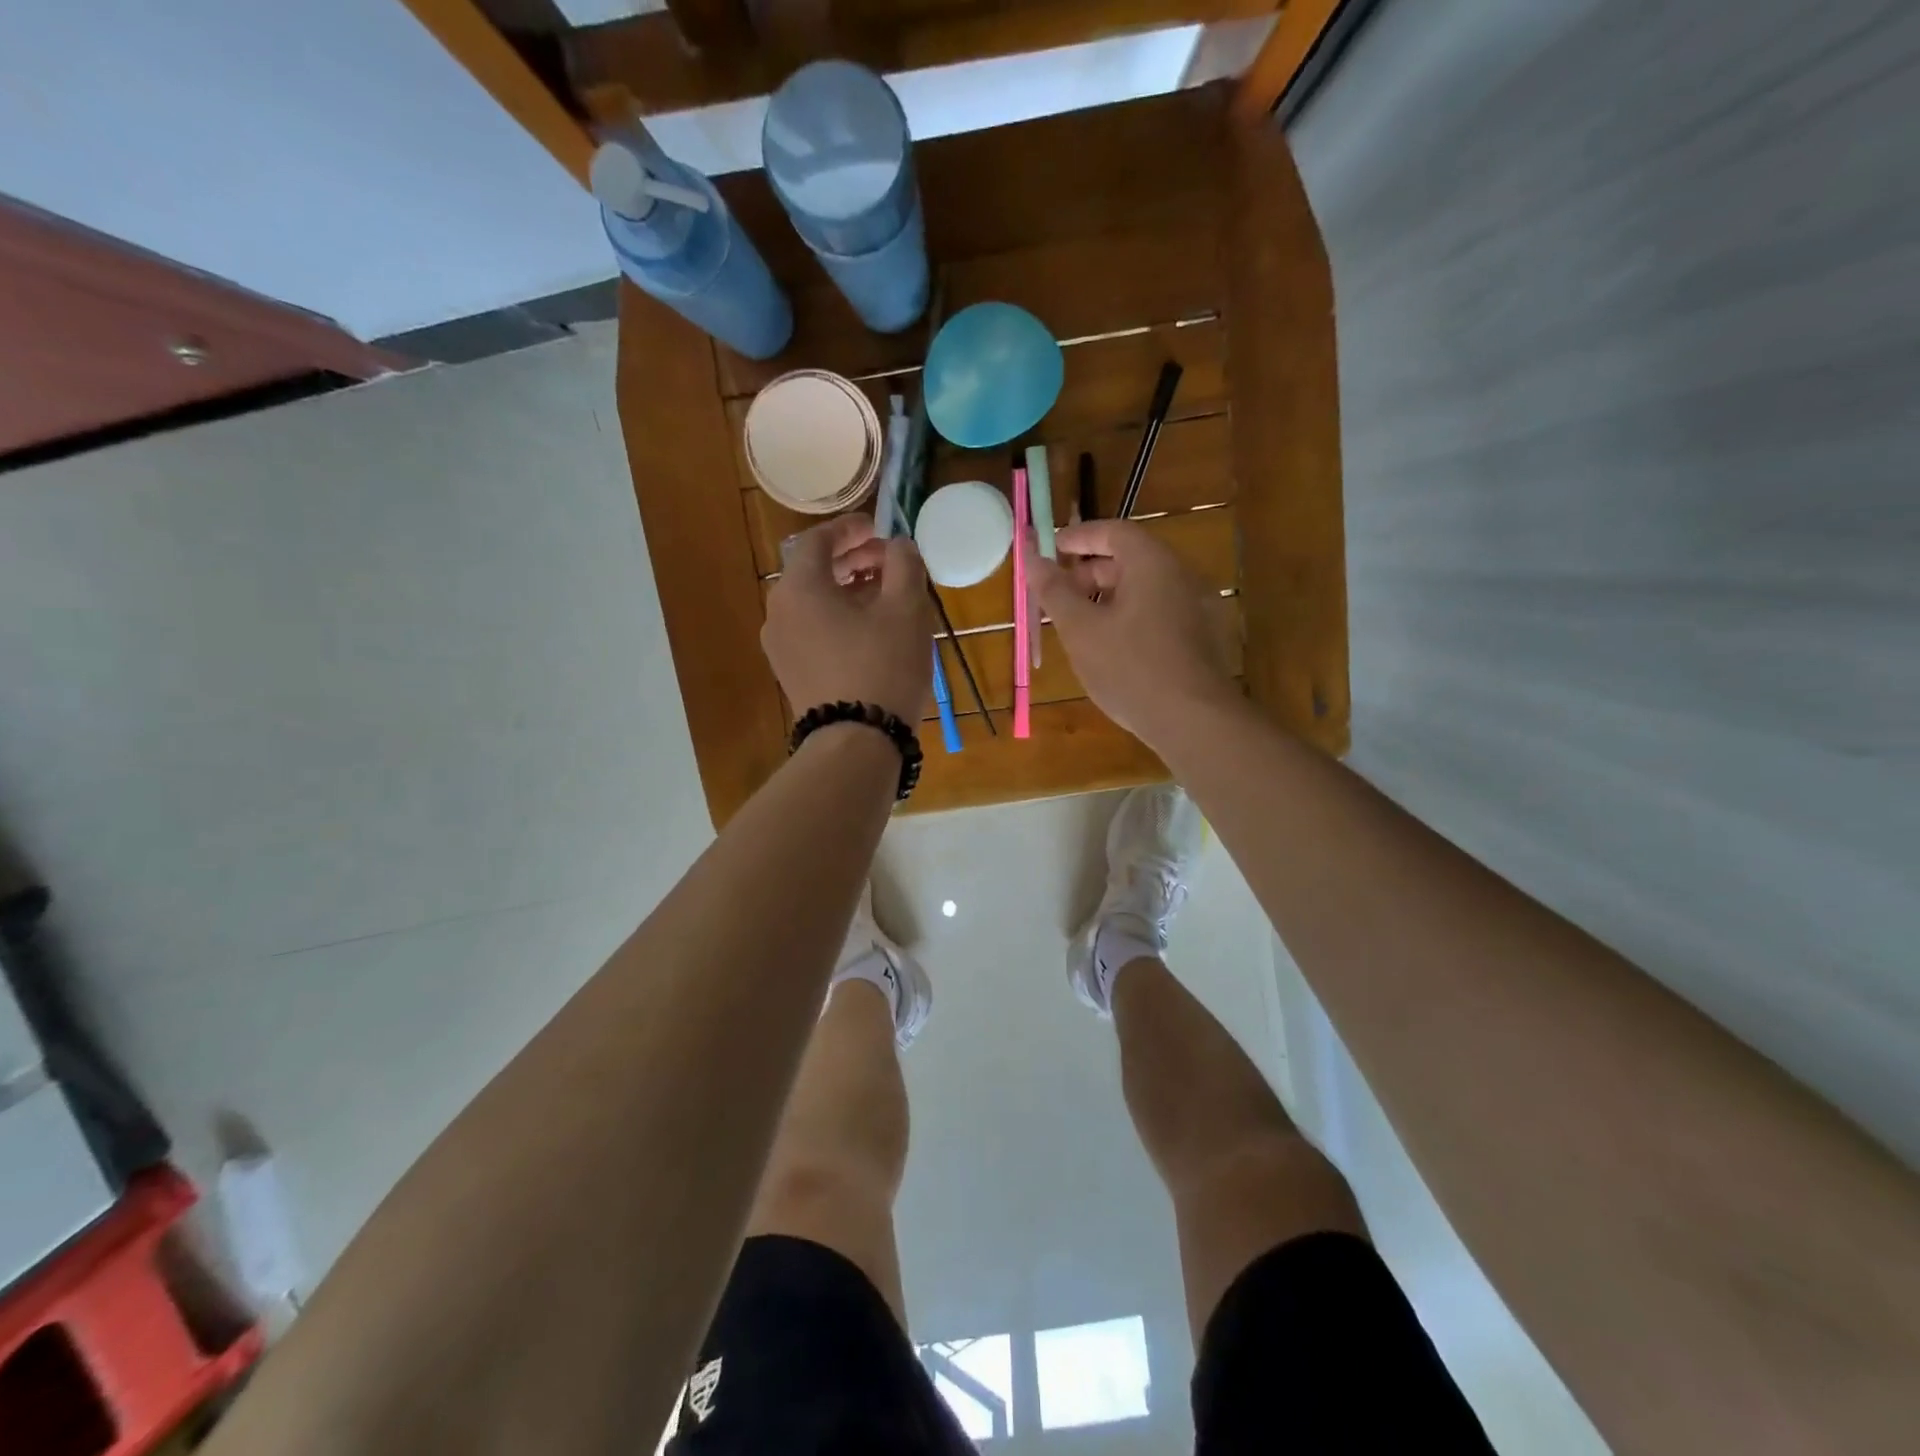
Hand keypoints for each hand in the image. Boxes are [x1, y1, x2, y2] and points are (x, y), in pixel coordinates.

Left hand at [762, 514, 931, 726]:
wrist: (856, 742)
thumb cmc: (882, 667)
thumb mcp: (905, 609)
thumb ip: (904, 564)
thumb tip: (899, 546)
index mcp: (799, 588)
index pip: (817, 540)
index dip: (850, 529)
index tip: (878, 528)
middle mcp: (779, 612)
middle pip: (813, 571)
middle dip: (852, 561)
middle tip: (889, 562)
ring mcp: (780, 647)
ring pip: (813, 603)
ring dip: (847, 591)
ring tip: (885, 596)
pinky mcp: (790, 674)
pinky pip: (812, 631)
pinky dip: (838, 618)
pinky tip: (870, 631)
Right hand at [1031, 519, 1240, 748]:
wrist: (1193, 720)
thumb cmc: (1130, 668)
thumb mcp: (1081, 630)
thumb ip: (1054, 591)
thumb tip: (1032, 558)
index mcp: (1153, 563)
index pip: (1114, 532)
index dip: (1080, 537)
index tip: (1053, 549)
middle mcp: (1182, 576)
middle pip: (1132, 560)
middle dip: (1091, 573)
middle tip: (1061, 595)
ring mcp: (1199, 608)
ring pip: (1147, 589)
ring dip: (1111, 598)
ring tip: (1082, 625)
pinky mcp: (1204, 638)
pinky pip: (1162, 613)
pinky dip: (1133, 617)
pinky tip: (1115, 649)